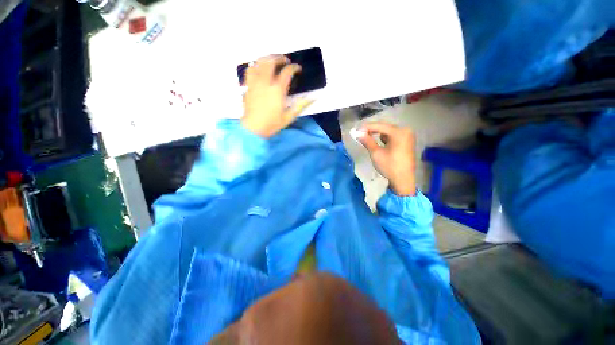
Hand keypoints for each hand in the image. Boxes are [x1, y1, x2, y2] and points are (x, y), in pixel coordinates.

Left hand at [241, 55, 312, 137]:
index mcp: (277, 90)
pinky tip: (259, 68)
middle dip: (279, 57)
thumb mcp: (289, 117)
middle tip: (285, 60)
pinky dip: (255, 65)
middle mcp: (265, 82)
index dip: (294, 67)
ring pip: (259, 62)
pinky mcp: (248, 85)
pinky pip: (250, 69)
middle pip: (271, 61)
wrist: (253, 129)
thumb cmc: (272, 124)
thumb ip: (300, 105)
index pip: (287, 72)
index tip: (298, 69)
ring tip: (273, 61)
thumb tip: (312, 98)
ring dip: (267, 58)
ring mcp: (255, 82)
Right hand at [358, 122, 416, 195]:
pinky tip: (378, 142)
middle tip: (360, 134)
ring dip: (377, 134)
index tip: (356, 130)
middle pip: (385, 127)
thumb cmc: (389, 166)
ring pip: (388, 132)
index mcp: (399, 132)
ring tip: (367, 138)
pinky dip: (385, 138)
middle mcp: (405, 131)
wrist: (403, 180)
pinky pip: (393, 136)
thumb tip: (357, 133)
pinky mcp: (407, 142)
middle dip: (372, 130)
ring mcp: (407, 136)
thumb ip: (367, 141)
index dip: (366, 127)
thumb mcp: (376, 153)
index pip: (380, 126)